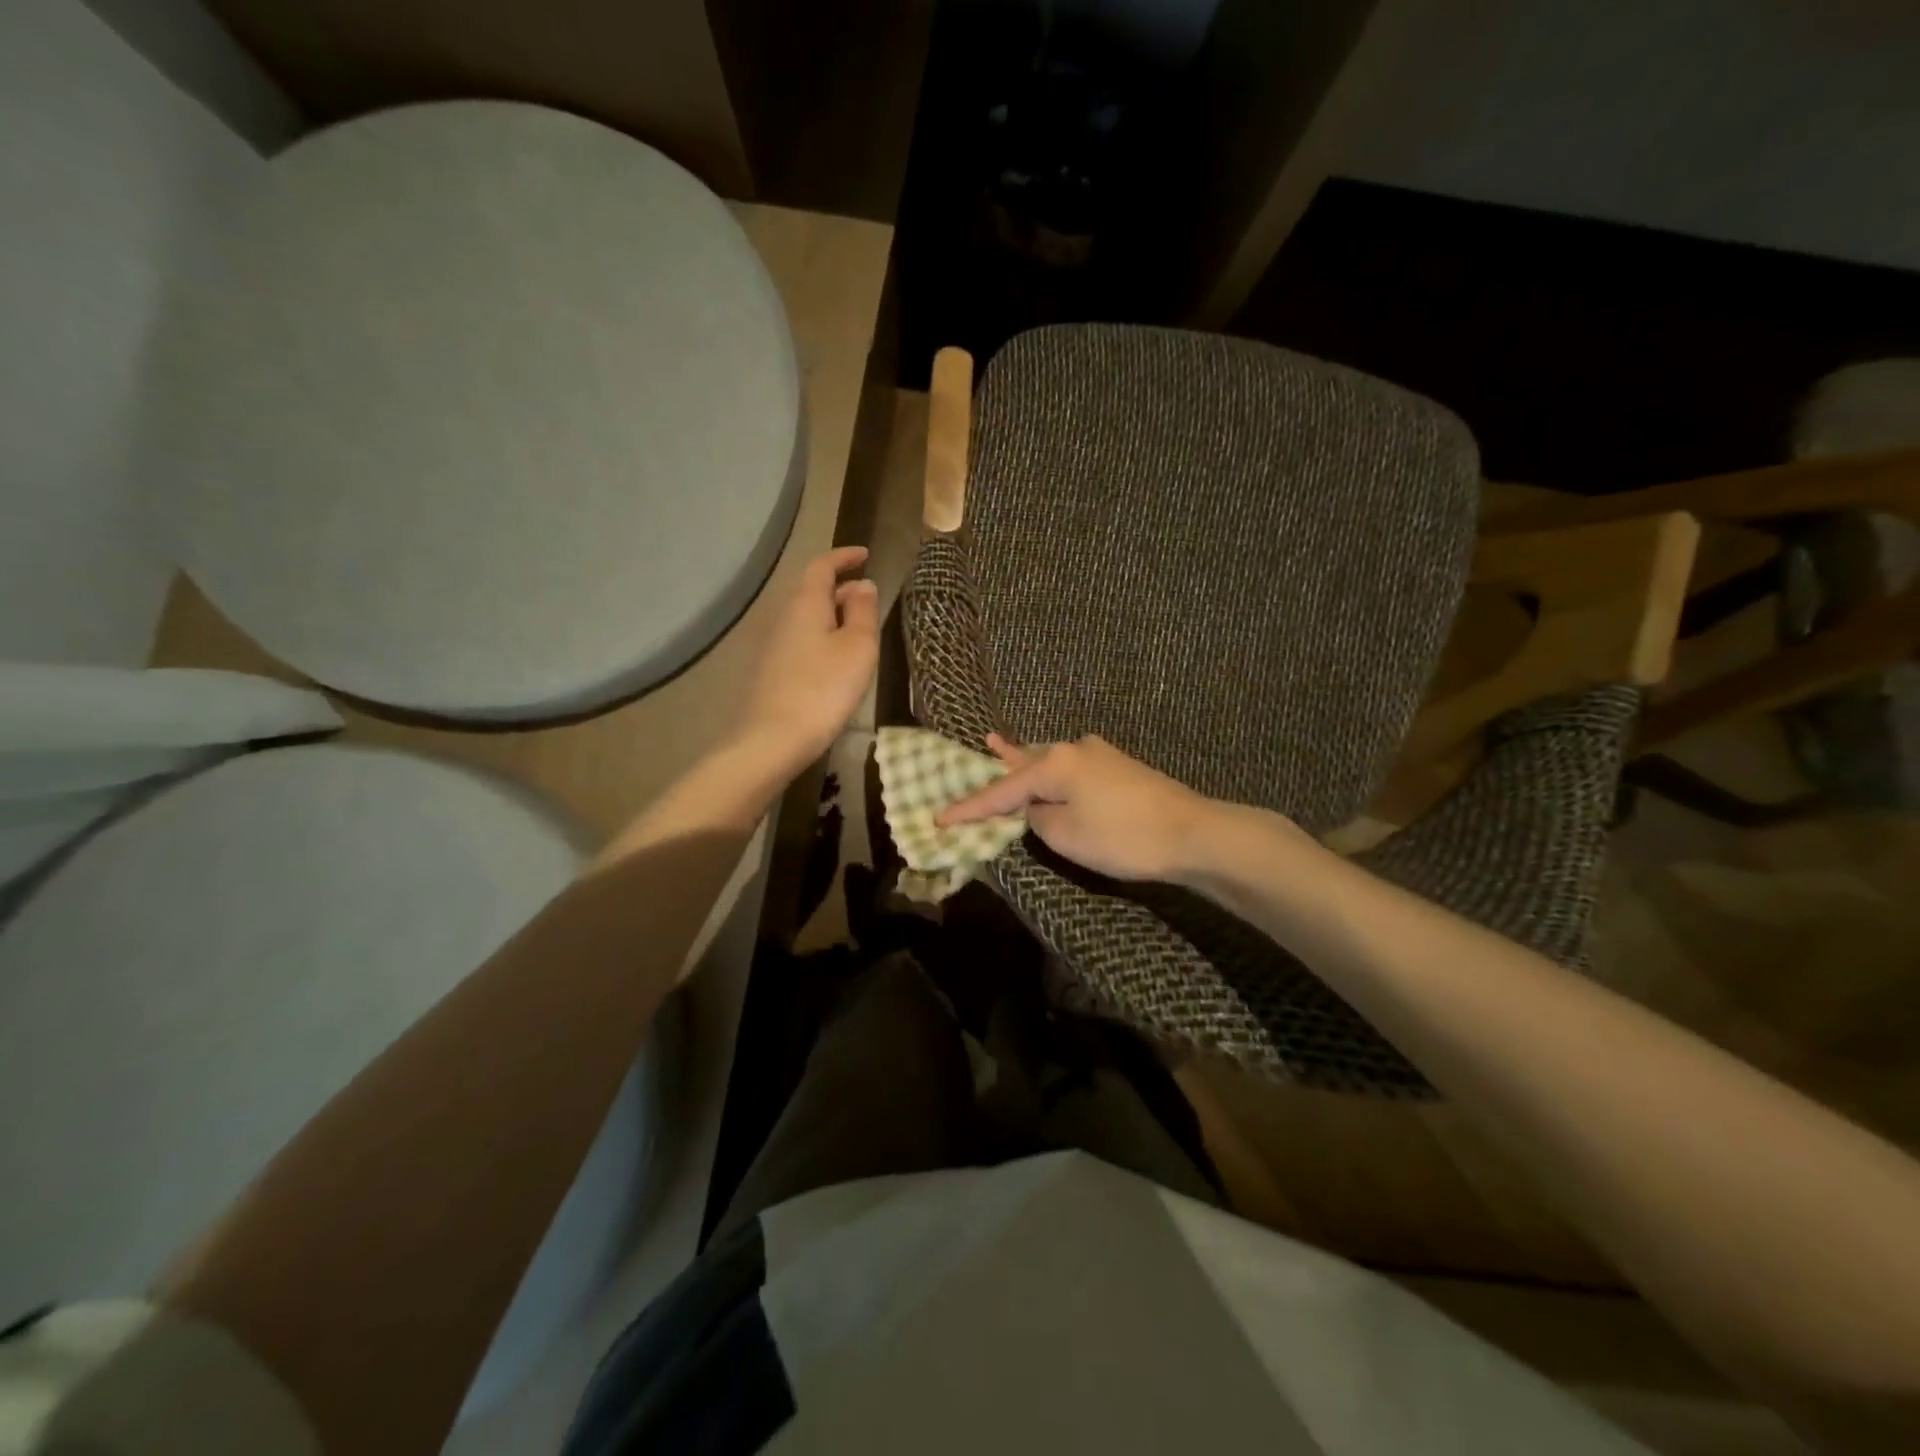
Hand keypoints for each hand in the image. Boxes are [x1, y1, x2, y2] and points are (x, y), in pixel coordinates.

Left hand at [737, 546, 879, 773]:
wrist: (774, 739)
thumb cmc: (824, 688)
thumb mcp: (858, 647)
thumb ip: (863, 611)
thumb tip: (863, 586)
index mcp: (805, 603)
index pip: (822, 566)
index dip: (844, 557)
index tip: (865, 554)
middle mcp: (784, 616)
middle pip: (812, 590)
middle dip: (841, 587)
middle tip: (869, 596)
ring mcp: (775, 644)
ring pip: (807, 616)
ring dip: (833, 613)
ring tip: (858, 628)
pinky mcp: (773, 670)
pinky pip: (802, 638)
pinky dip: (823, 635)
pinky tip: (837, 659)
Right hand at [937, 733, 1214, 881]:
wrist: (1192, 832)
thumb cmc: (1122, 836)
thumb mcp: (1065, 834)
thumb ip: (1037, 818)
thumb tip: (1034, 808)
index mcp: (1054, 763)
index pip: (1001, 790)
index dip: (969, 807)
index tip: (939, 818)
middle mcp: (1073, 749)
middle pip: (1025, 762)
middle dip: (999, 764)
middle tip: (975, 748)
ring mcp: (1099, 754)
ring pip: (1050, 760)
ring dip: (1026, 762)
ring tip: (1000, 746)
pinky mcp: (1118, 767)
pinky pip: (1071, 768)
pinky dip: (1052, 772)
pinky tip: (1049, 766)